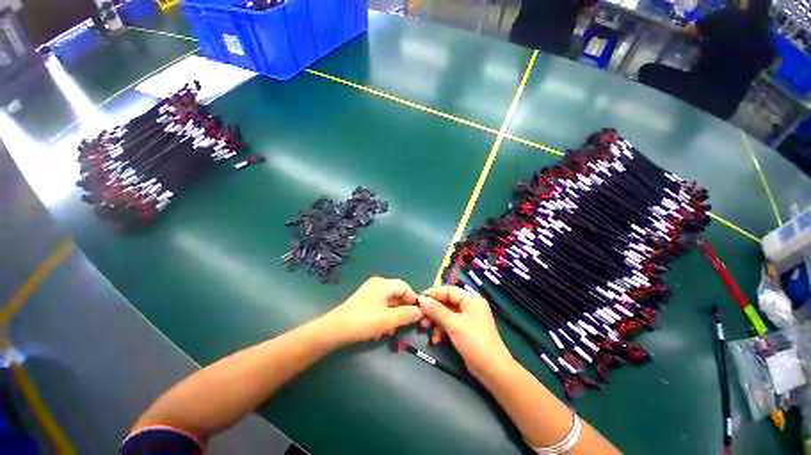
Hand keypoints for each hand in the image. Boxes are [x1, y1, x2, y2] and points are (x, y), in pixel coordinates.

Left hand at [321, 276, 423, 344]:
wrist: (335, 329)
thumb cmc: (364, 321)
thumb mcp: (388, 319)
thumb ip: (407, 315)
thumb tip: (421, 312)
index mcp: (384, 284)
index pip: (405, 287)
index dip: (413, 299)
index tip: (418, 314)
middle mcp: (377, 284)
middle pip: (397, 294)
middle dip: (403, 309)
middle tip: (405, 324)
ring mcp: (369, 292)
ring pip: (389, 301)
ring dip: (394, 315)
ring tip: (392, 330)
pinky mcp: (363, 300)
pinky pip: (380, 305)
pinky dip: (384, 315)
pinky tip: (382, 329)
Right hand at [418, 287, 513, 378]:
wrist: (492, 370)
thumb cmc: (474, 341)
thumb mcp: (453, 324)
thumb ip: (436, 310)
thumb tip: (421, 299)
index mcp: (471, 299)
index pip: (449, 290)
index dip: (433, 293)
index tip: (419, 299)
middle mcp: (469, 306)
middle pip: (446, 303)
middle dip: (432, 311)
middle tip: (420, 316)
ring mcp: (467, 319)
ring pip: (446, 315)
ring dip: (435, 322)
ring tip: (424, 329)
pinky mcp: (465, 331)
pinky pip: (449, 325)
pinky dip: (441, 331)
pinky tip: (435, 340)